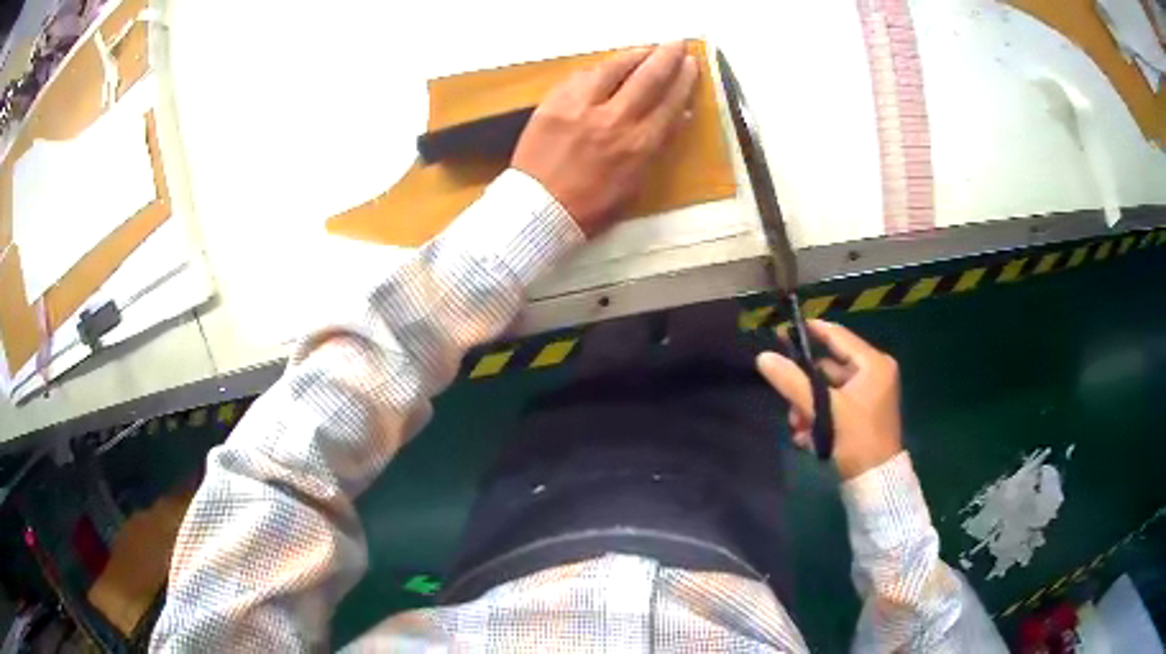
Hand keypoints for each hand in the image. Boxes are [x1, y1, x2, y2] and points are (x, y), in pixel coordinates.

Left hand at [512, 42, 697, 236]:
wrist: (538, 211)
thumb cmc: (591, 207)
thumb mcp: (636, 185)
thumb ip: (657, 147)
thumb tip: (679, 117)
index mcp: (639, 145)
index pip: (670, 101)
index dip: (684, 80)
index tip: (691, 64)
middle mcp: (614, 119)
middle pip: (648, 77)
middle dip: (667, 56)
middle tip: (677, 44)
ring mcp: (581, 108)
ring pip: (613, 68)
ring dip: (634, 55)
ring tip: (646, 49)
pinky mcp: (554, 103)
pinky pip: (581, 76)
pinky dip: (600, 68)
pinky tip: (607, 66)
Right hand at [756, 320, 902, 479]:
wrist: (875, 482)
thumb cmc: (857, 440)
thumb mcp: (825, 410)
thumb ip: (794, 382)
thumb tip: (764, 357)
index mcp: (873, 364)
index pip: (837, 336)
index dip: (810, 331)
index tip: (782, 332)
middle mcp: (874, 373)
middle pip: (828, 367)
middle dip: (804, 387)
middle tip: (787, 403)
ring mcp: (868, 394)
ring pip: (827, 389)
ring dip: (808, 406)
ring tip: (797, 427)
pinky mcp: (862, 412)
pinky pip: (834, 404)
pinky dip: (818, 416)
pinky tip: (806, 436)